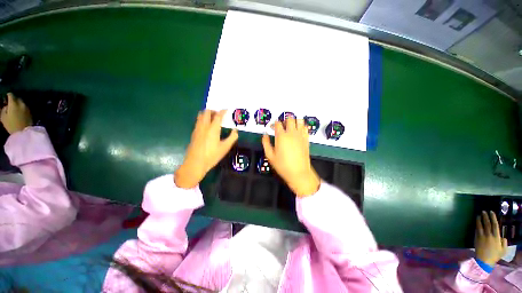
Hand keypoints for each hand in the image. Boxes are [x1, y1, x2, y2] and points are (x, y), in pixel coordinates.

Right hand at [1, 93, 31, 133]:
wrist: (24, 132)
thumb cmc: (11, 125)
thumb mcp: (3, 117)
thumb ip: (3, 109)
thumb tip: (6, 106)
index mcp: (13, 103)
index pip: (11, 95)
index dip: (8, 96)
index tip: (6, 98)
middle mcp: (21, 103)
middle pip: (17, 98)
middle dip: (14, 100)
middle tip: (10, 104)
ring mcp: (27, 108)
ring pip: (22, 102)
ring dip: (18, 104)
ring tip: (15, 108)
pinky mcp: (31, 112)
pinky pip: (25, 107)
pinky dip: (22, 108)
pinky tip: (20, 112)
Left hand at [174, 110, 237, 188]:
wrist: (195, 163)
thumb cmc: (212, 155)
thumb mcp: (225, 147)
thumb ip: (232, 137)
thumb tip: (235, 131)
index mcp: (213, 129)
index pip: (218, 116)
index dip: (223, 111)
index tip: (226, 110)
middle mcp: (204, 126)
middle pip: (207, 112)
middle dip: (213, 111)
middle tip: (219, 114)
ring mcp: (197, 129)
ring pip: (200, 116)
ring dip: (207, 114)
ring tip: (213, 118)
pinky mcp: (194, 133)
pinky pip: (198, 121)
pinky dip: (203, 119)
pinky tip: (207, 127)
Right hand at [262, 118, 319, 196]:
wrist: (299, 172)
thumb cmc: (282, 165)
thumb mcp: (270, 156)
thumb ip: (266, 143)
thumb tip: (264, 135)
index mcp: (281, 136)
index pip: (277, 123)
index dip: (274, 124)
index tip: (273, 128)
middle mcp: (291, 133)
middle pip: (289, 119)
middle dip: (285, 120)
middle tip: (282, 126)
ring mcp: (300, 135)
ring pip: (299, 120)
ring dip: (294, 121)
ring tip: (291, 127)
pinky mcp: (306, 139)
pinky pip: (305, 128)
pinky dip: (302, 126)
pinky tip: (298, 132)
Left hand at [475, 211, 507, 265]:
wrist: (484, 261)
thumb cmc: (495, 256)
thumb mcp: (503, 250)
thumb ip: (504, 243)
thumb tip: (503, 237)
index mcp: (496, 237)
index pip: (495, 225)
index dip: (493, 217)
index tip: (491, 212)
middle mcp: (489, 235)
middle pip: (487, 223)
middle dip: (485, 216)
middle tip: (484, 211)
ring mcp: (482, 237)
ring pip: (480, 226)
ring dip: (479, 220)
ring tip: (479, 215)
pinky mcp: (476, 239)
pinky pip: (476, 230)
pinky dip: (476, 226)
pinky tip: (476, 222)